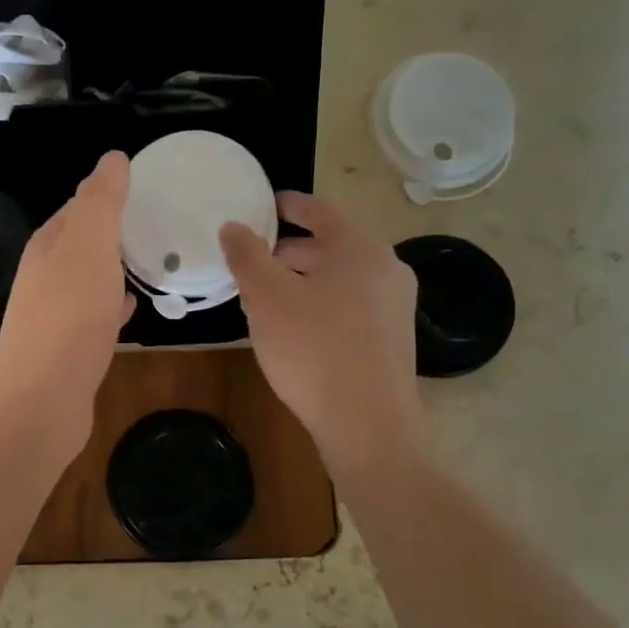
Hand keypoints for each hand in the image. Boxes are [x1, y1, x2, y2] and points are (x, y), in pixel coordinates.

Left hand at [0, 152, 134, 460]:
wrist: (42, 401)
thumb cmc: (69, 317)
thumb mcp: (89, 246)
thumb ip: (101, 201)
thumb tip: (111, 158)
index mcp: (47, 247)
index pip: (77, 208)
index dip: (106, 196)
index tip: (144, 190)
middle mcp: (43, 278)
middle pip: (81, 245)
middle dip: (112, 234)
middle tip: (155, 226)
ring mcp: (52, 316)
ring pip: (88, 281)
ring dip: (113, 270)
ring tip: (150, 262)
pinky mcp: (66, 350)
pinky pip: (93, 316)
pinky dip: (112, 306)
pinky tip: (132, 310)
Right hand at [220, 191, 424, 476]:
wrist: (367, 423)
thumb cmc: (313, 349)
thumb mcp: (267, 298)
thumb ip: (247, 256)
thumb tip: (233, 226)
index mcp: (358, 249)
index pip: (321, 211)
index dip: (291, 204)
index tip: (268, 204)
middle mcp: (386, 269)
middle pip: (332, 246)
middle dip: (292, 250)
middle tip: (256, 259)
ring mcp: (395, 306)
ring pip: (341, 279)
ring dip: (305, 280)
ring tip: (269, 297)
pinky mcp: (393, 339)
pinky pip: (351, 305)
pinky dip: (322, 303)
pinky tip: (297, 329)